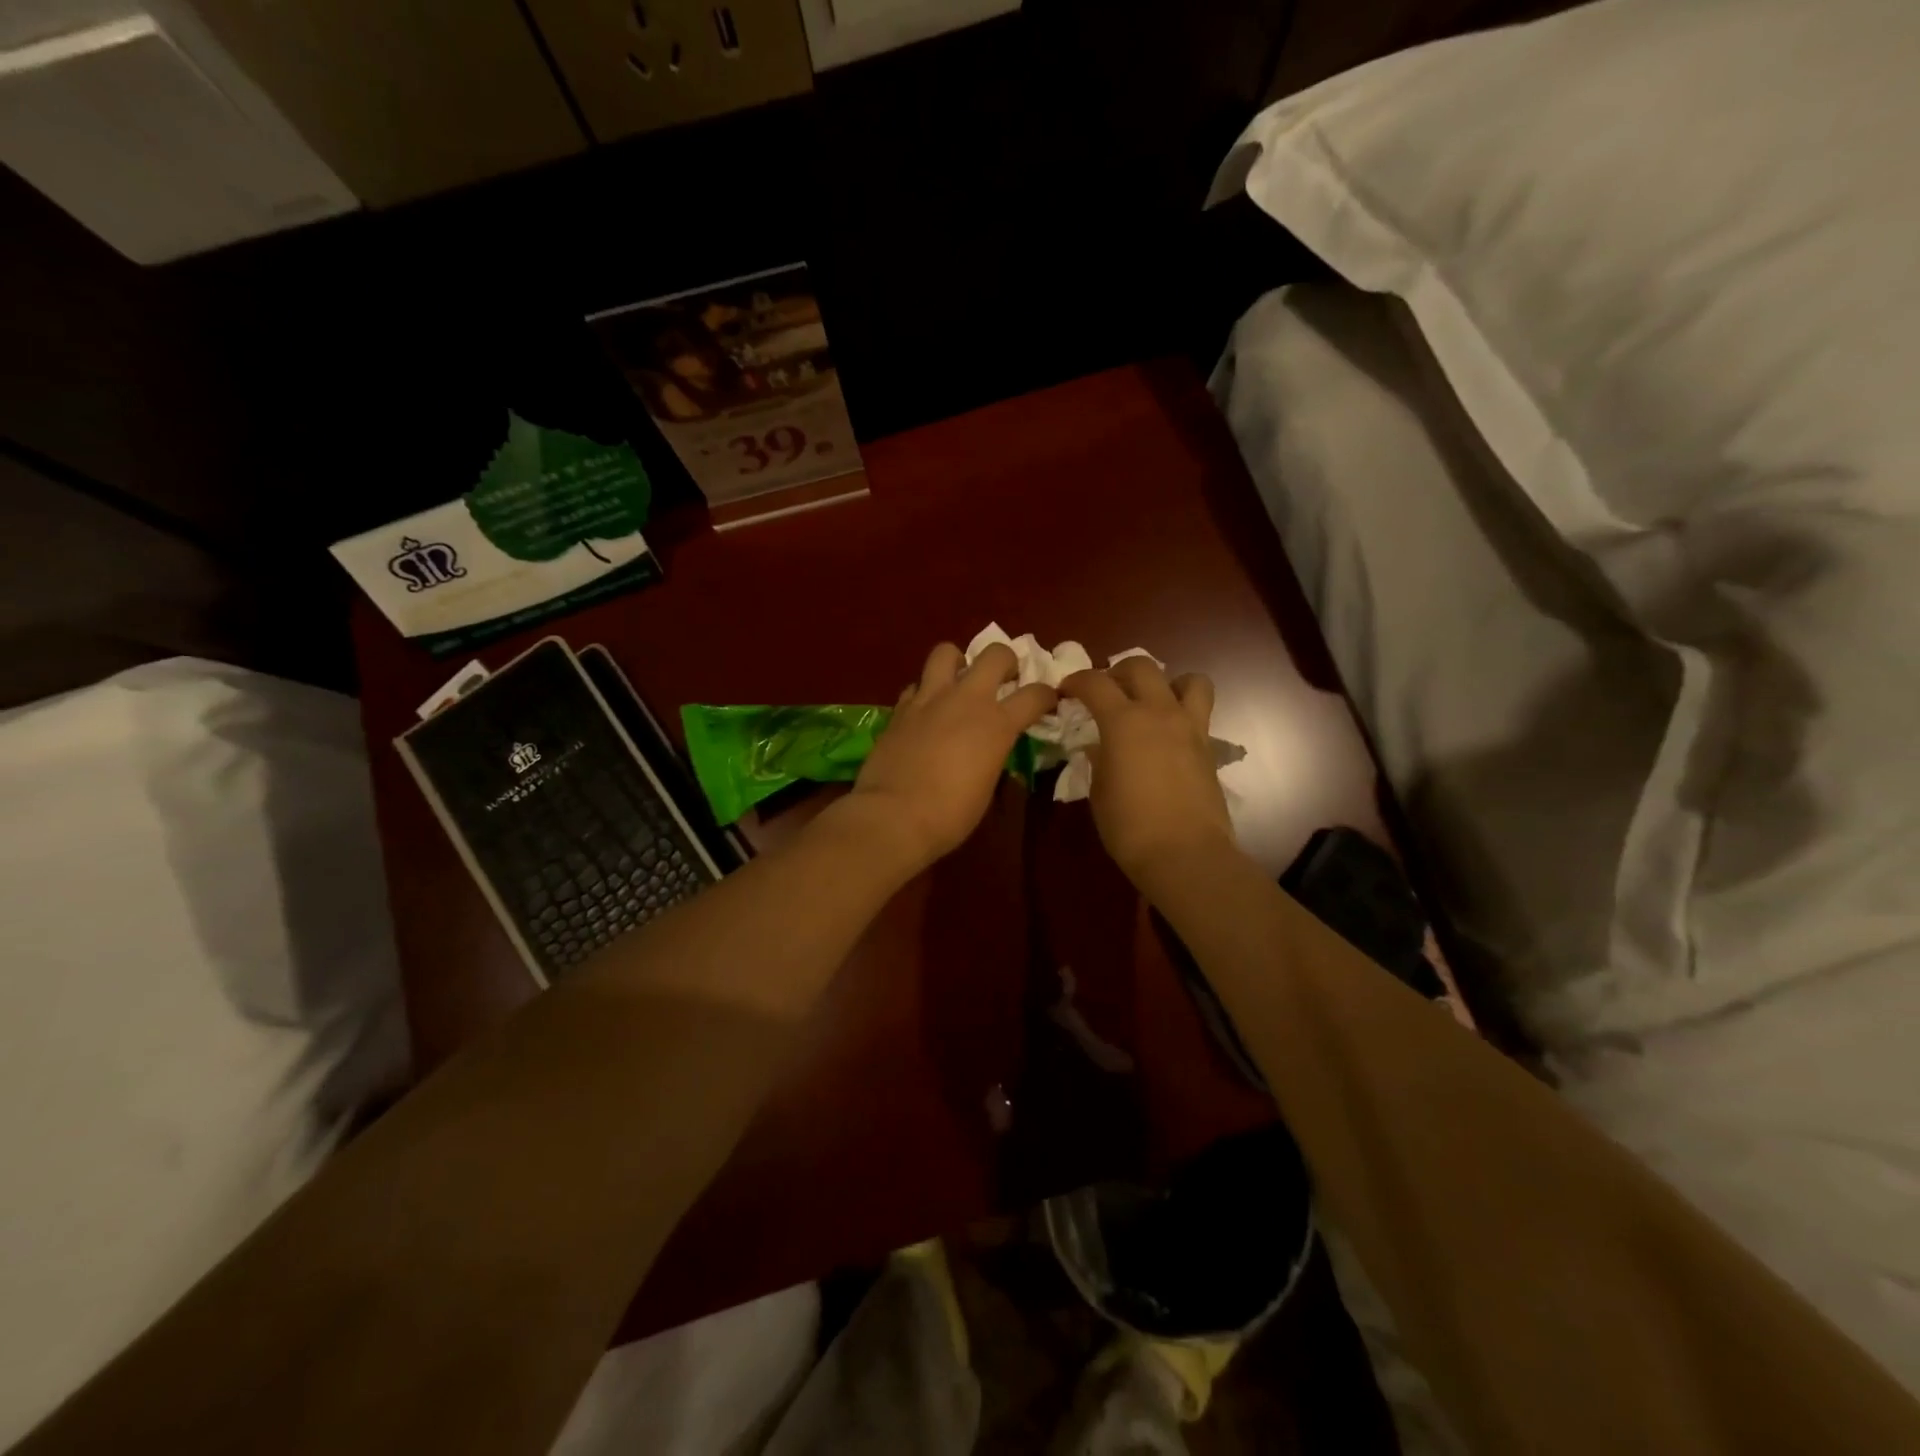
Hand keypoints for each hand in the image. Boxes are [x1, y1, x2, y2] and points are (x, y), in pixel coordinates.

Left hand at [844, 641, 1057, 871]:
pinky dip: (924, 693)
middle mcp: (966, 700)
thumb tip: (990, 751)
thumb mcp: (986, 787)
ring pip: (946, 652)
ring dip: (958, 662)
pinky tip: (925, 712)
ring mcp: (929, 699)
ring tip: (958, 683)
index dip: (1046, 696)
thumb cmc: (950, 814)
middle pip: (995, 654)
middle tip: (1004, 679)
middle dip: (1006, 661)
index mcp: (997, 724)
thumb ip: (993, 756)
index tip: (1047, 702)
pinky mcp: (900, 708)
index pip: (1035, 695)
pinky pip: (916, 685)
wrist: (894, 816)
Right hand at [1060, 658, 1234, 892]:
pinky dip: (1183, 711)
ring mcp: (1190, 727)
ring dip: (1167, 682)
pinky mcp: (1209, 747)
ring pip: (1188, 679)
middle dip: (1118, 671)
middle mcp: (1159, 712)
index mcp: (1123, 721)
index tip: (1065, 691)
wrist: (1185, 854)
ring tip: (1151, 702)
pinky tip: (1167, 735)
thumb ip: (1098, 759)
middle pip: (1141, 666)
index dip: (1076, 681)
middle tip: (1106, 691)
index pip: (1095, 683)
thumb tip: (1099, 747)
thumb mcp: (1099, 791)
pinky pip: (1199, 712)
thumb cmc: (1129, 826)